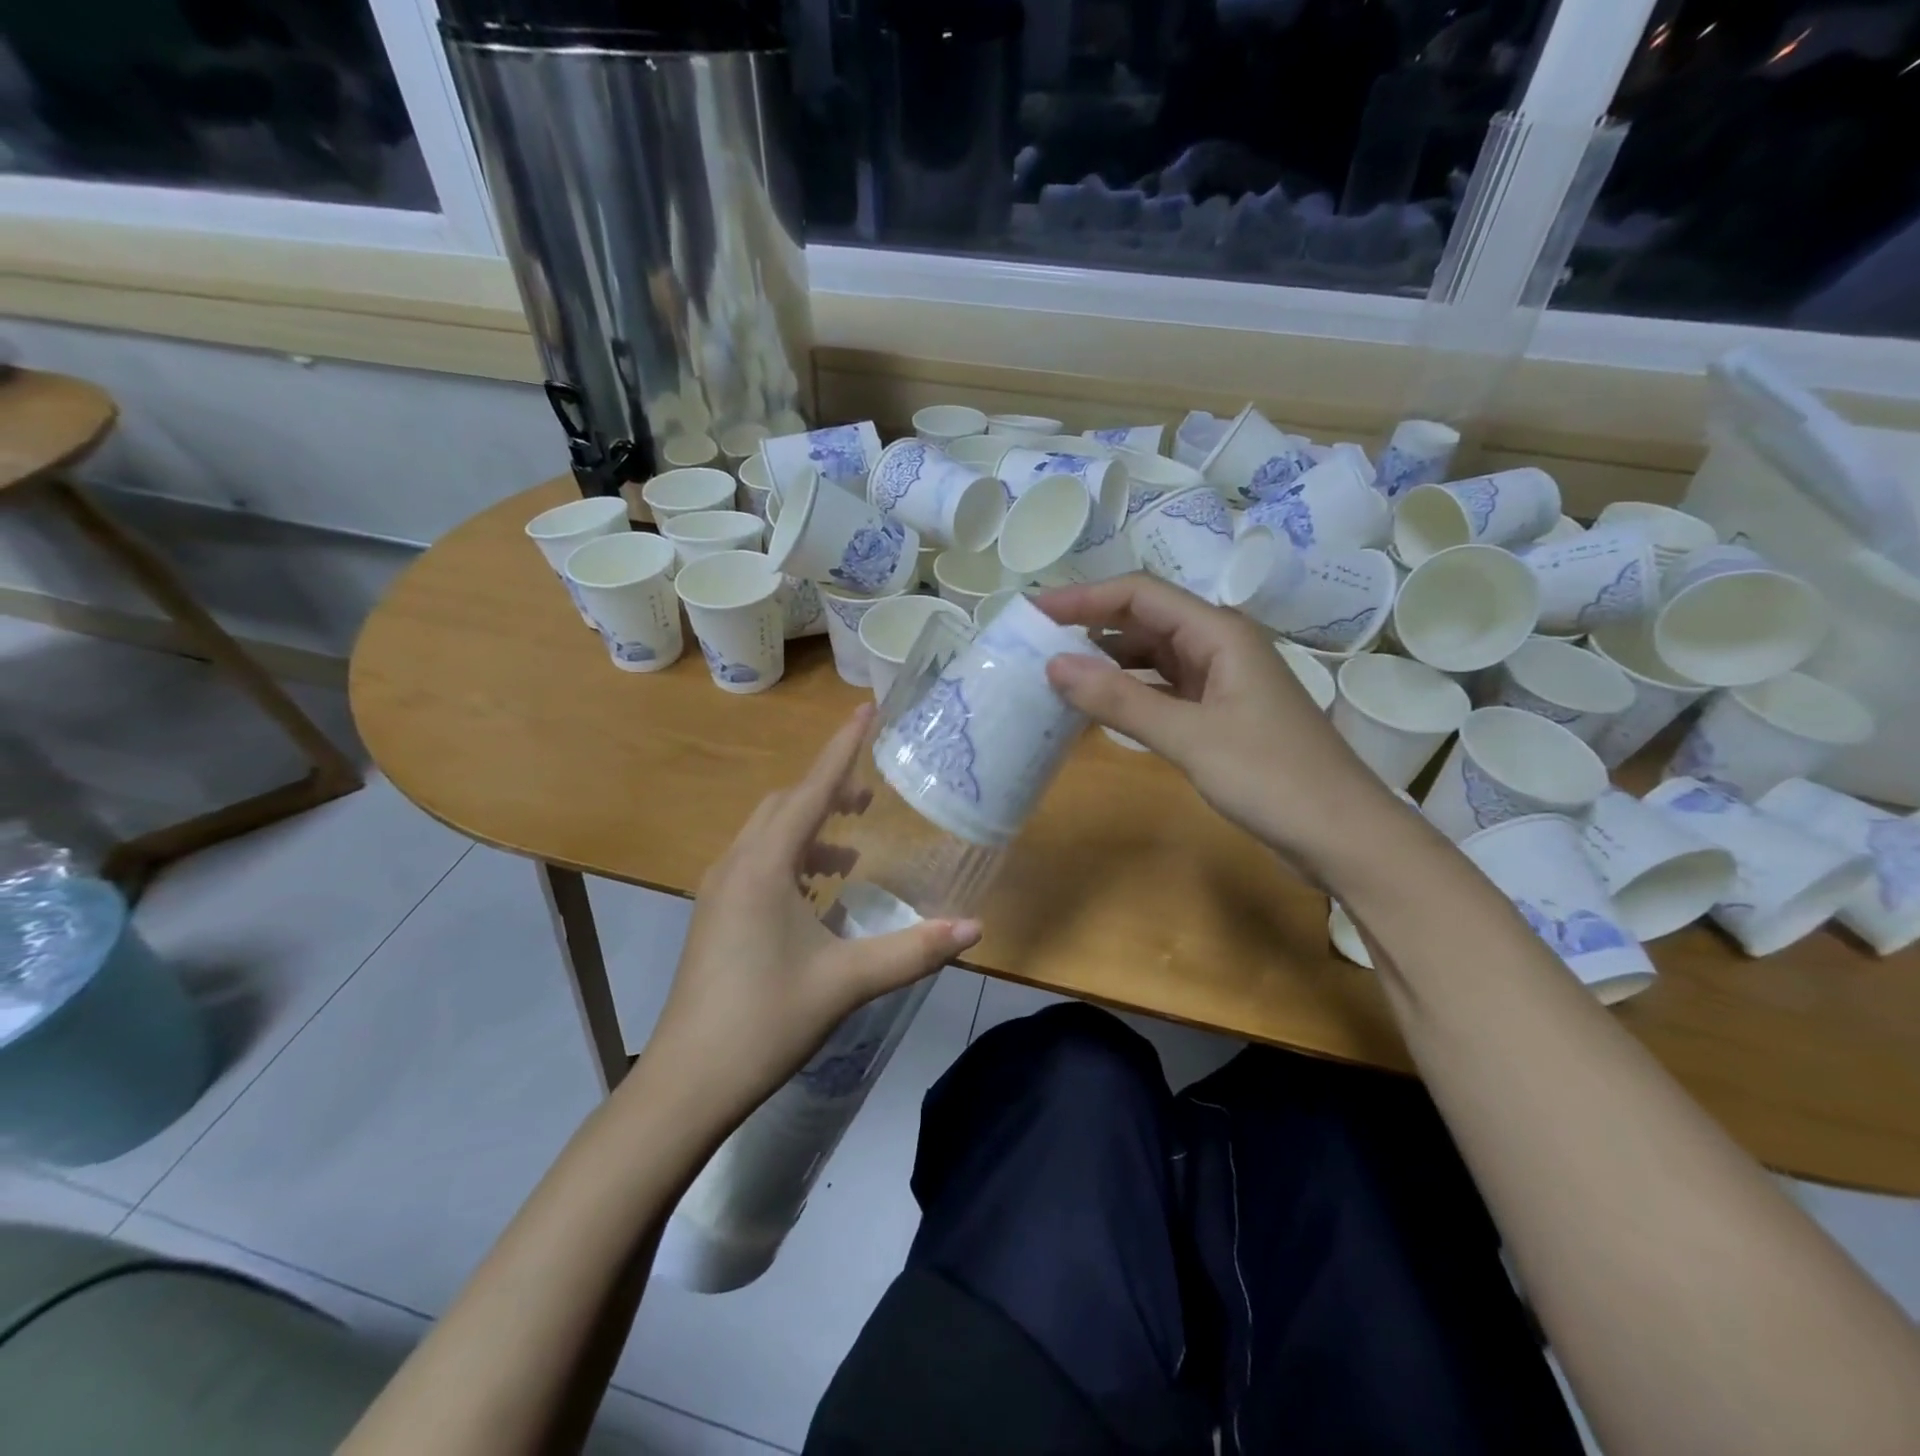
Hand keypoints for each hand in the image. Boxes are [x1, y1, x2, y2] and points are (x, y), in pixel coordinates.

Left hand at [646, 706, 981, 1124]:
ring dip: (809, 829)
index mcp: (764, 865)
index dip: (842, 748)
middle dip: (829, 791)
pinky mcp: (714, 915)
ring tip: (851, 850)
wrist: (688, 1081)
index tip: (866, 710)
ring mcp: (718, 890)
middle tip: (871, 799)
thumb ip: (913, 950)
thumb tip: (975, 927)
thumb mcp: (847, 981)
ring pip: (768, 834)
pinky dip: (791, 858)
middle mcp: (736, 864)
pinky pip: (757, 862)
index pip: (812, 790)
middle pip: (786, 805)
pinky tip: (817, 894)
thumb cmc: (766, 1019)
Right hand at [1038, 574, 1400, 874]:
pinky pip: (1165, 687)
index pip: (1140, 594)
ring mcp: (1222, 679)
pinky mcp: (1221, 712)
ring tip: (1058, 671)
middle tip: (1036, 642)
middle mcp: (1220, 644)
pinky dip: (1131, 690)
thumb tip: (1054, 665)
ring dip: (1109, 658)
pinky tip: (1101, 705)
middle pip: (1146, 618)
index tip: (1034, 612)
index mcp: (1219, 633)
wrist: (1342, 835)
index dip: (1084, 597)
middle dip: (1092, 625)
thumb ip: (1120, 700)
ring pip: (1154, 654)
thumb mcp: (1189, 737)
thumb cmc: (1272, 778)